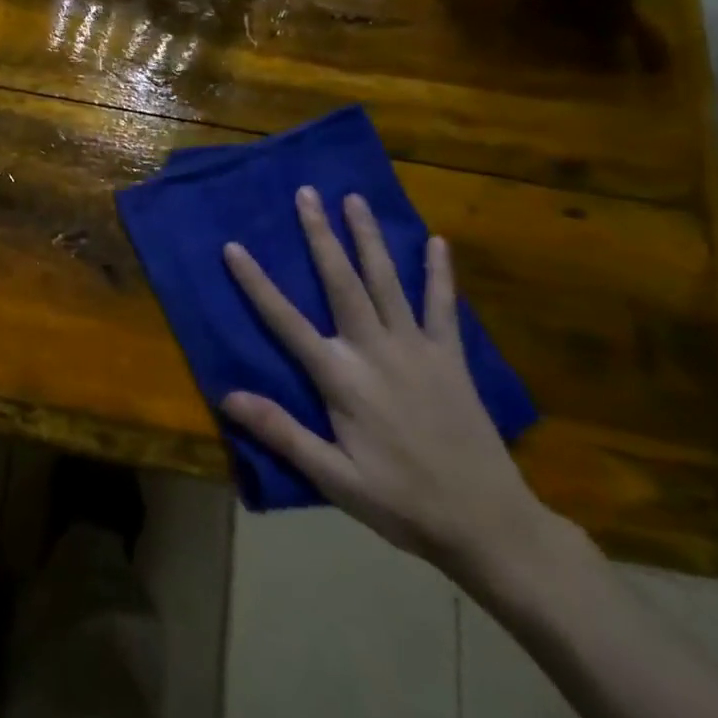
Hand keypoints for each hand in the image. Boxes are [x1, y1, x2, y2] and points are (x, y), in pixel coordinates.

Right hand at [221, 187, 554, 579]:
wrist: (489, 524)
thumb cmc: (402, 501)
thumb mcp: (334, 478)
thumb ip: (282, 432)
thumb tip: (227, 395)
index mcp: (342, 379)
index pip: (286, 321)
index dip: (256, 283)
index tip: (234, 246)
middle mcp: (376, 351)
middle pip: (342, 282)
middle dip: (321, 236)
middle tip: (306, 193)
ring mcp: (418, 349)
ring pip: (387, 282)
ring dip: (369, 238)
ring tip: (355, 199)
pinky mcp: (451, 358)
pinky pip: (442, 307)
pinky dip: (439, 274)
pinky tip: (436, 242)